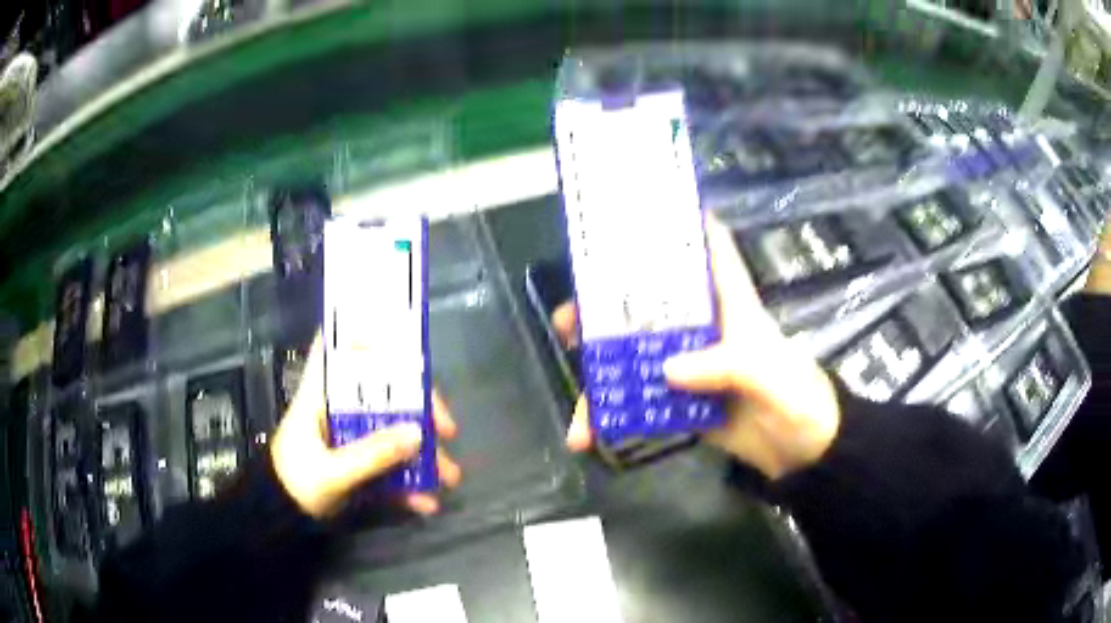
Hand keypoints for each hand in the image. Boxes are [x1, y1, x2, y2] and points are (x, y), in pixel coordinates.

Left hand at [270, 337, 461, 518]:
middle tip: (447, 429)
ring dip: (422, 454)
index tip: (398, 337)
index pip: (332, 347)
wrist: (280, 519)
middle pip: (382, 391)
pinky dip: (408, 482)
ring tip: (449, 477)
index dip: (360, 332)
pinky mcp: (358, 462)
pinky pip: (389, 464)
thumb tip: (419, 433)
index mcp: (320, 395)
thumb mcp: (332, 471)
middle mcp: (338, 408)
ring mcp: (350, 437)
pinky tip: (425, 502)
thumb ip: (372, 454)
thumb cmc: (295, 483)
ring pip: (393, 430)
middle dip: (419, 409)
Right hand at [555, 216, 840, 479]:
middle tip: (569, 318)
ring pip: (635, 353)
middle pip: (649, 302)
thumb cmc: (799, 399)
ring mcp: (689, 363)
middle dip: (605, 306)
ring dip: (600, 369)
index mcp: (731, 303)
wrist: (802, 452)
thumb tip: (667, 369)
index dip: (677, 222)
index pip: (709, 248)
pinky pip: (638, 400)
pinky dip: (611, 416)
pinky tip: (585, 435)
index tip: (630, 211)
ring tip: (576, 393)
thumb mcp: (773, 378)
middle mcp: (704, 325)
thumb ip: (728, 366)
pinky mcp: (680, 398)